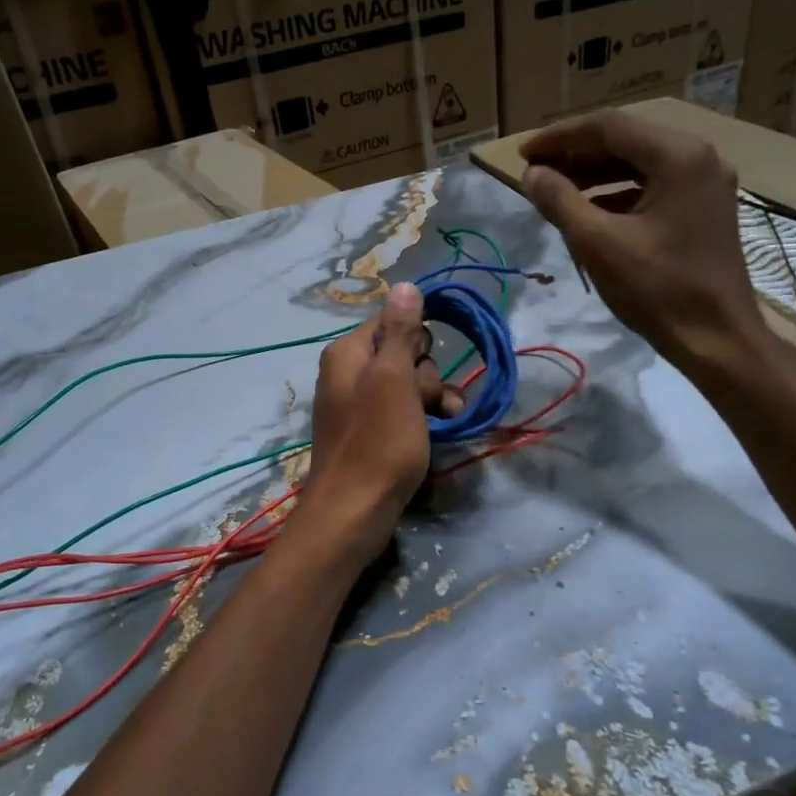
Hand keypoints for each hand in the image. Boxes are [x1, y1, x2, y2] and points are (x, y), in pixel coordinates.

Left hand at [302, 282, 461, 549]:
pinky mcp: (370, 431)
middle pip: (403, 353)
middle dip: (426, 375)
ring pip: (408, 384)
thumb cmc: (378, 441)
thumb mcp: (394, 380)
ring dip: (432, 398)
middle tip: (431, 401)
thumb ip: (400, 332)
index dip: (416, 339)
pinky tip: (442, 430)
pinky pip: (402, 410)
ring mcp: (359, 403)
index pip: (391, 320)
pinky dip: (422, 417)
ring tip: (447, 419)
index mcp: (348, 352)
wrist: (353, 511)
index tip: (426, 362)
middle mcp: (349, 371)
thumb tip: (404, 284)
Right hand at [520, 112, 768, 381]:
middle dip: (576, 153)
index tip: (523, 154)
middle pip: (626, 140)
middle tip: (535, 171)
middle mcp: (698, 157)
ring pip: (639, 162)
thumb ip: (560, 200)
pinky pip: (653, 185)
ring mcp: (705, 183)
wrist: (718, 340)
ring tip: (555, 188)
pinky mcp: (704, 208)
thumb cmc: (658, 290)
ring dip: (595, 172)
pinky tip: (589, 210)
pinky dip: (617, 192)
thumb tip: (532, 173)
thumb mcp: (598, 244)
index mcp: (678, 156)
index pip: (608, 127)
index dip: (560, 137)